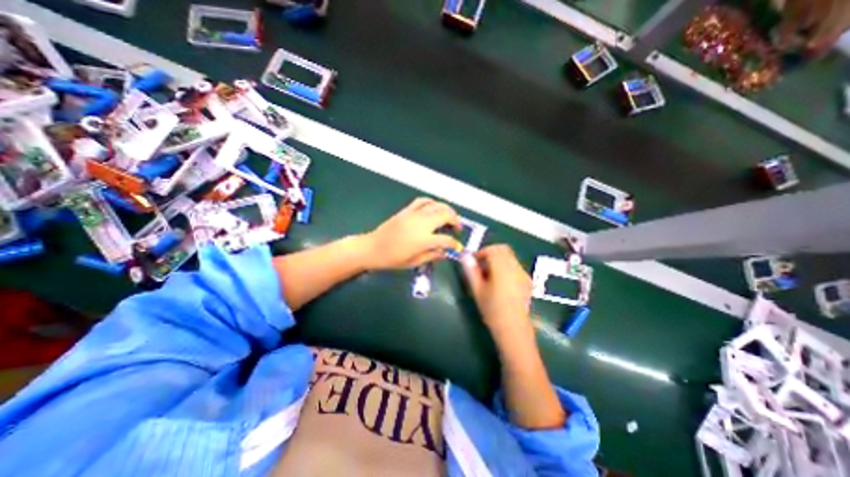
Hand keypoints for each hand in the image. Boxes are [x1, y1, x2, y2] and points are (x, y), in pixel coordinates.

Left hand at [359, 198, 461, 272]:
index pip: (446, 239)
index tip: (457, 248)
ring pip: (436, 205)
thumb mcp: (413, 262)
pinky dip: (431, 202)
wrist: (372, 248)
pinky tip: (434, 208)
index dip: (455, 244)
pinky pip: (422, 201)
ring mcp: (414, 215)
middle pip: (446, 215)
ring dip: (447, 210)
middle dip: (456, 221)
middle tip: (456, 229)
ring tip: (449, 217)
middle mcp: (421, 224)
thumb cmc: (392, 259)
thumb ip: (432, 256)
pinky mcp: (406, 210)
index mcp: (424, 240)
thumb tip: (445, 252)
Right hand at [462, 247, 532, 338]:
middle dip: (491, 253)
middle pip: (503, 250)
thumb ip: (471, 270)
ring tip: (489, 275)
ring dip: (498, 259)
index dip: (481, 252)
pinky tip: (501, 281)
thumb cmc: (492, 309)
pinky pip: (515, 266)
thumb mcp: (477, 290)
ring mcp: (523, 273)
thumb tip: (465, 255)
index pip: (492, 249)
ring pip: (510, 257)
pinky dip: (506, 266)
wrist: (513, 328)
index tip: (473, 261)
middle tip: (481, 265)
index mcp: (502, 268)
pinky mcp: (527, 281)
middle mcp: (515, 267)